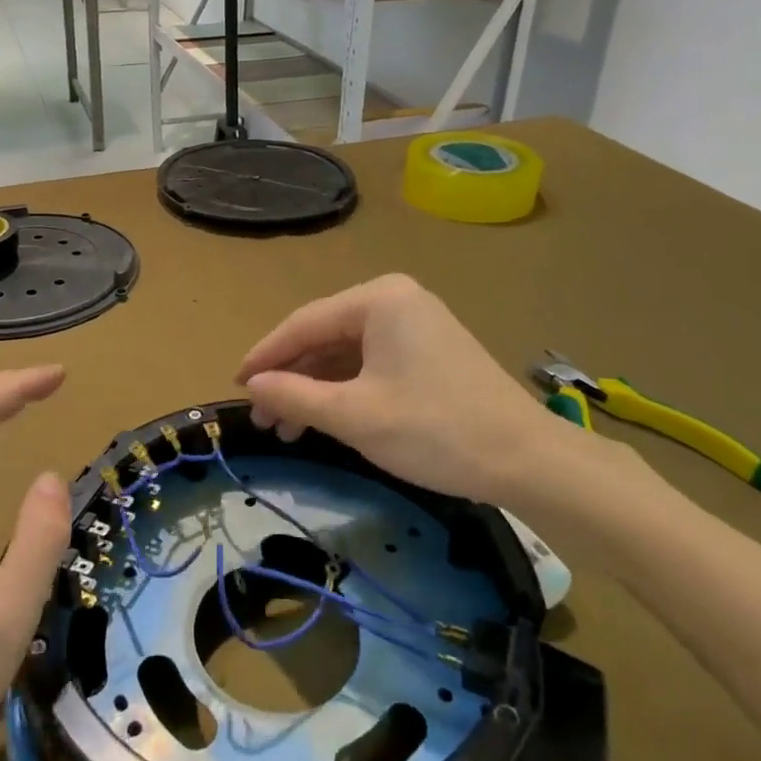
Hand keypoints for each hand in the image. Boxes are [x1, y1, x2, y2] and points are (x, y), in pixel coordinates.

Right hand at [237, 275, 655, 546]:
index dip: (264, 355)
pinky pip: (371, 361)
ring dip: (315, 387)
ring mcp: (415, 323)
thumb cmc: (434, 430)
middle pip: (324, 335)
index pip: (303, 323)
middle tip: (262, 418)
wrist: (526, 460)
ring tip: (287, 428)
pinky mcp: (428, 349)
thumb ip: (295, 395)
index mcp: (378, 299)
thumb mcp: (354, 415)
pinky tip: (325, 417)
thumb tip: (252, 385)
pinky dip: (345, 389)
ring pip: (346, 352)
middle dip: (290, 377)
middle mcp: (396, 299)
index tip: (235, 385)